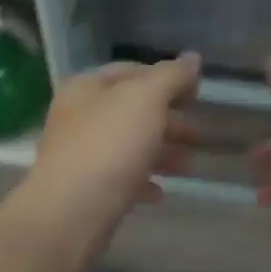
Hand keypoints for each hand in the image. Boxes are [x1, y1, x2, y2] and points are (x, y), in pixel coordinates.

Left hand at [19, 54, 202, 257]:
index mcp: (87, 88)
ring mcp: (81, 155)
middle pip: (132, 112)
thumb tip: (192, 58)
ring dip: (162, 153)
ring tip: (189, 167)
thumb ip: (171, 77)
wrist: (71, 212)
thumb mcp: (146, 100)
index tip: (197, 95)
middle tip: (198, 136)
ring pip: (129, 146)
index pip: (132, 71)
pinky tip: (160, 193)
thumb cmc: (109, 147)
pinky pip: (120, 180)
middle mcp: (79, 117)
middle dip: (169, 121)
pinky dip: (143, 182)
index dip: (167, 79)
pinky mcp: (86, 190)